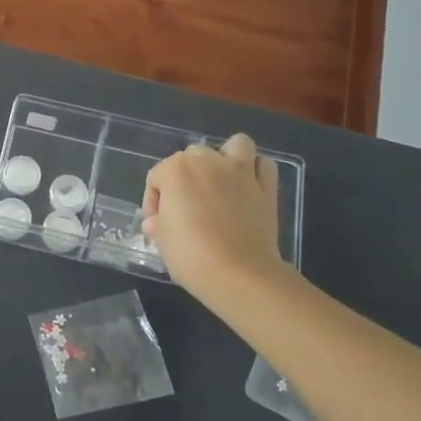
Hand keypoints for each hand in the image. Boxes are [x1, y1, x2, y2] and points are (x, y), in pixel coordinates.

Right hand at [143, 135, 284, 300]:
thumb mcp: (161, 240)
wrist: (238, 275)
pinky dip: (255, 170)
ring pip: (234, 145)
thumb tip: (156, 222)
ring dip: (226, 157)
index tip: (156, 224)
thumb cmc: (190, 255)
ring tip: (220, 181)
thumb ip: (158, 223)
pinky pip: (263, 165)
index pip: (156, 177)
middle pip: (192, 156)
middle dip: (186, 176)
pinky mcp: (266, 188)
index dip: (153, 200)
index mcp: (176, 170)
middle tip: (186, 206)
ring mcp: (240, 172)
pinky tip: (247, 187)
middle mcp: (208, 162)